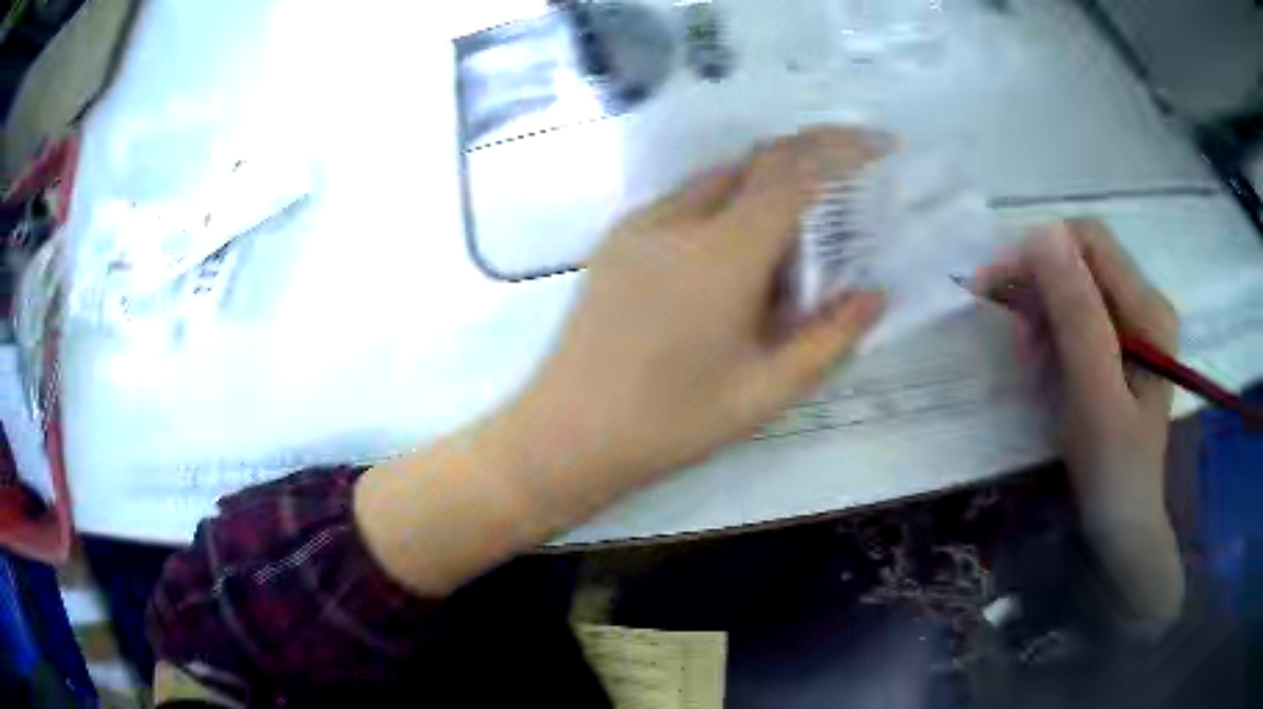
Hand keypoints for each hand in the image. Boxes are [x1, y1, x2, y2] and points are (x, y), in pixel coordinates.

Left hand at [511, 127, 888, 491]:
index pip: (795, 171)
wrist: (567, 434)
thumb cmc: (670, 422)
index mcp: (723, 253)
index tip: (880, 146)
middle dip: (810, 158)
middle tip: (847, 189)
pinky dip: (727, 205)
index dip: (842, 148)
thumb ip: (829, 339)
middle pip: (757, 162)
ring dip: (767, 187)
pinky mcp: (617, 239)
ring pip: (719, 178)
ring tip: (792, 241)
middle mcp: (679, 219)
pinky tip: (734, 257)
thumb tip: (874, 296)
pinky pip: (685, 200)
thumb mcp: (765, 391)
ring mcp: (640, 223)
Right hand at [974, 220, 1182, 622]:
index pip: (1089, 241)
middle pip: (1081, 260)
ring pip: (1074, 286)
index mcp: (1148, 308)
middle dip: (1038, 285)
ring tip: (1029, 359)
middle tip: (1011, 333)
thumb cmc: (1111, 469)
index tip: (994, 287)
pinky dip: (1050, 332)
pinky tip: (1043, 363)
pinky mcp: (1119, 343)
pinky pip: (1076, 315)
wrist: (1121, 523)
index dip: (1039, 252)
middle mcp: (1144, 303)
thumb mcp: (1094, 396)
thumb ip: (1077, 317)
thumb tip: (1043, 233)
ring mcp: (1133, 323)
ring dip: (1041, 312)